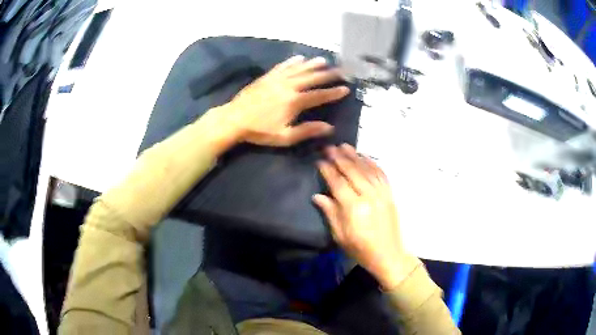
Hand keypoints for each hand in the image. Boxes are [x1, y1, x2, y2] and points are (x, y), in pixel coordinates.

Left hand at [222, 55, 349, 146]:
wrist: (234, 119)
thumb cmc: (259, 131)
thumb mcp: (284, 137)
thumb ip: (307, 131)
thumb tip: (329, 127)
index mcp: (294, 101)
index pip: (319, 95)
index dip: (333, 92)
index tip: (346, 89)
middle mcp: (288, 86)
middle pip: (312, 78)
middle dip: (328, 74)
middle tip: (341, 70)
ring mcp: (277, 79)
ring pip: (299, 69)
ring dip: (313, 65)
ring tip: (324, 61)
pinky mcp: (267, 77)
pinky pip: (283, 66)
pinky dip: (292, 62)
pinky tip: (299, 58)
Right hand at [313, 144, 417, 289]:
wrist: (388, 254)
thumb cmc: (360, 248)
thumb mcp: (340, 235)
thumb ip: (330, 213)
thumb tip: (317, 196)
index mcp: (354, 208)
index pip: (338, 183)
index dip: (328, 171)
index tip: (320, 161)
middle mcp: (369, 196)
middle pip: (353, 171)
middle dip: (340, 158)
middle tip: (330, 147)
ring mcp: (382, 194)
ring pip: (367, 169)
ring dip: (355, 156)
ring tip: (345, 146)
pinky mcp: (390, 194)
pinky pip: (381, 174)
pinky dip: (372, 163)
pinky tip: (365, 156)